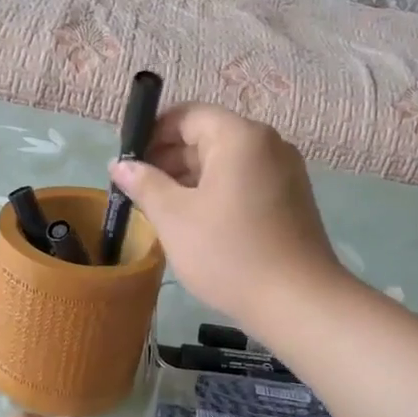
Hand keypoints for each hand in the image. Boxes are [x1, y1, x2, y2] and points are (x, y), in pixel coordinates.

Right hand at [109, 103, 345, 328]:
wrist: (297, 301)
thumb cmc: (228, 253)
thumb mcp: (174, 217)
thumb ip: (144, 184)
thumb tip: (120, 164)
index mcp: (239, 136)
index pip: (187, 115)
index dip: (152, 132)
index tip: (127, 161)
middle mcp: (268, 144)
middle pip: (208, 137)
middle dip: (169, 159)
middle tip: (138, 190)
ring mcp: (284, 172)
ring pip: (226, 163)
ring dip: (190, 179)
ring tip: (161, 210)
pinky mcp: (291, 199)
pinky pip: (244, 182)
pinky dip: (216, 193)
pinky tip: (196, 223)